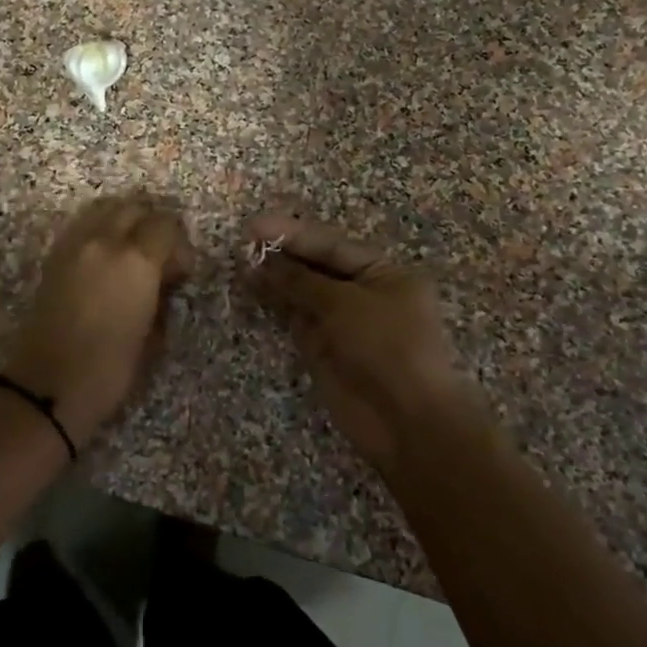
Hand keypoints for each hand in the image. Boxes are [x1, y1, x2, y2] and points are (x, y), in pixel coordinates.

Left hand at [0, 195, 195, 448]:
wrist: (45, 389)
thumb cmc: (108, 371)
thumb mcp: (152, 339)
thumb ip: (162, 298)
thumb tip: (164, 282)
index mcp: (135, 260)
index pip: (165, 225)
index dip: (180, 244)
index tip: (183, 270)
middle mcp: (103, 241)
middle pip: (134, 206)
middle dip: (153, 223)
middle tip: (161, 253)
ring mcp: (73, 245)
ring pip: (104, 208)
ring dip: (124, 220)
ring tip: (133, 250)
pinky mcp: (52, 257)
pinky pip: (82, 226)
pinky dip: (99, 230)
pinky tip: (106, 258)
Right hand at [246, 212, 475, 471]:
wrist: (406, 421)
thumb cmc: (387, 347)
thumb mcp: (344, 304)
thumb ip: (300, 280)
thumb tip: (260, 262)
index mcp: (384, 274)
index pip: (332, 245)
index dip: (294, 234)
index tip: (255, 225)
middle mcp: (364, 295)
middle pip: (317, 268)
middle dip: (282, 255)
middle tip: (242, 243)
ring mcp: (343, 325)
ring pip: (303, 295)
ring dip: (275, 280)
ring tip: (240, 264)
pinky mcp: (324, 351)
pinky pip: (296, 321)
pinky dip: (276, 306)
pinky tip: (252, 291)